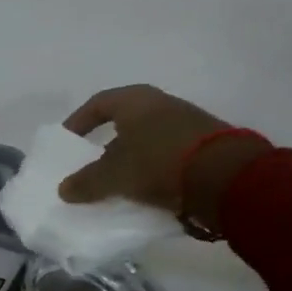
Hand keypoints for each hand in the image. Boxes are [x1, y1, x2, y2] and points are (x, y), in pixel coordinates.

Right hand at [56, 85, 269, 229]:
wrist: (228, 178)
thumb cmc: (158, 163)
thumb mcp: (114, 176)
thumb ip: (86, 182)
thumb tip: (63, 190)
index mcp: (134, 100)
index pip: (98, 104)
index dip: (78, 122)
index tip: (68, 141)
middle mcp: (161, 103)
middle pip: (125, 121)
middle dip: (107, 143)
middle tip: (92, 163)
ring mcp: (188, 122)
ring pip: (148, 138)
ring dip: (132, 158)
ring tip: (119, 181)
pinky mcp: (207, 144)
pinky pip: (169, 154)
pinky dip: (154, 168)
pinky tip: (148, 189)